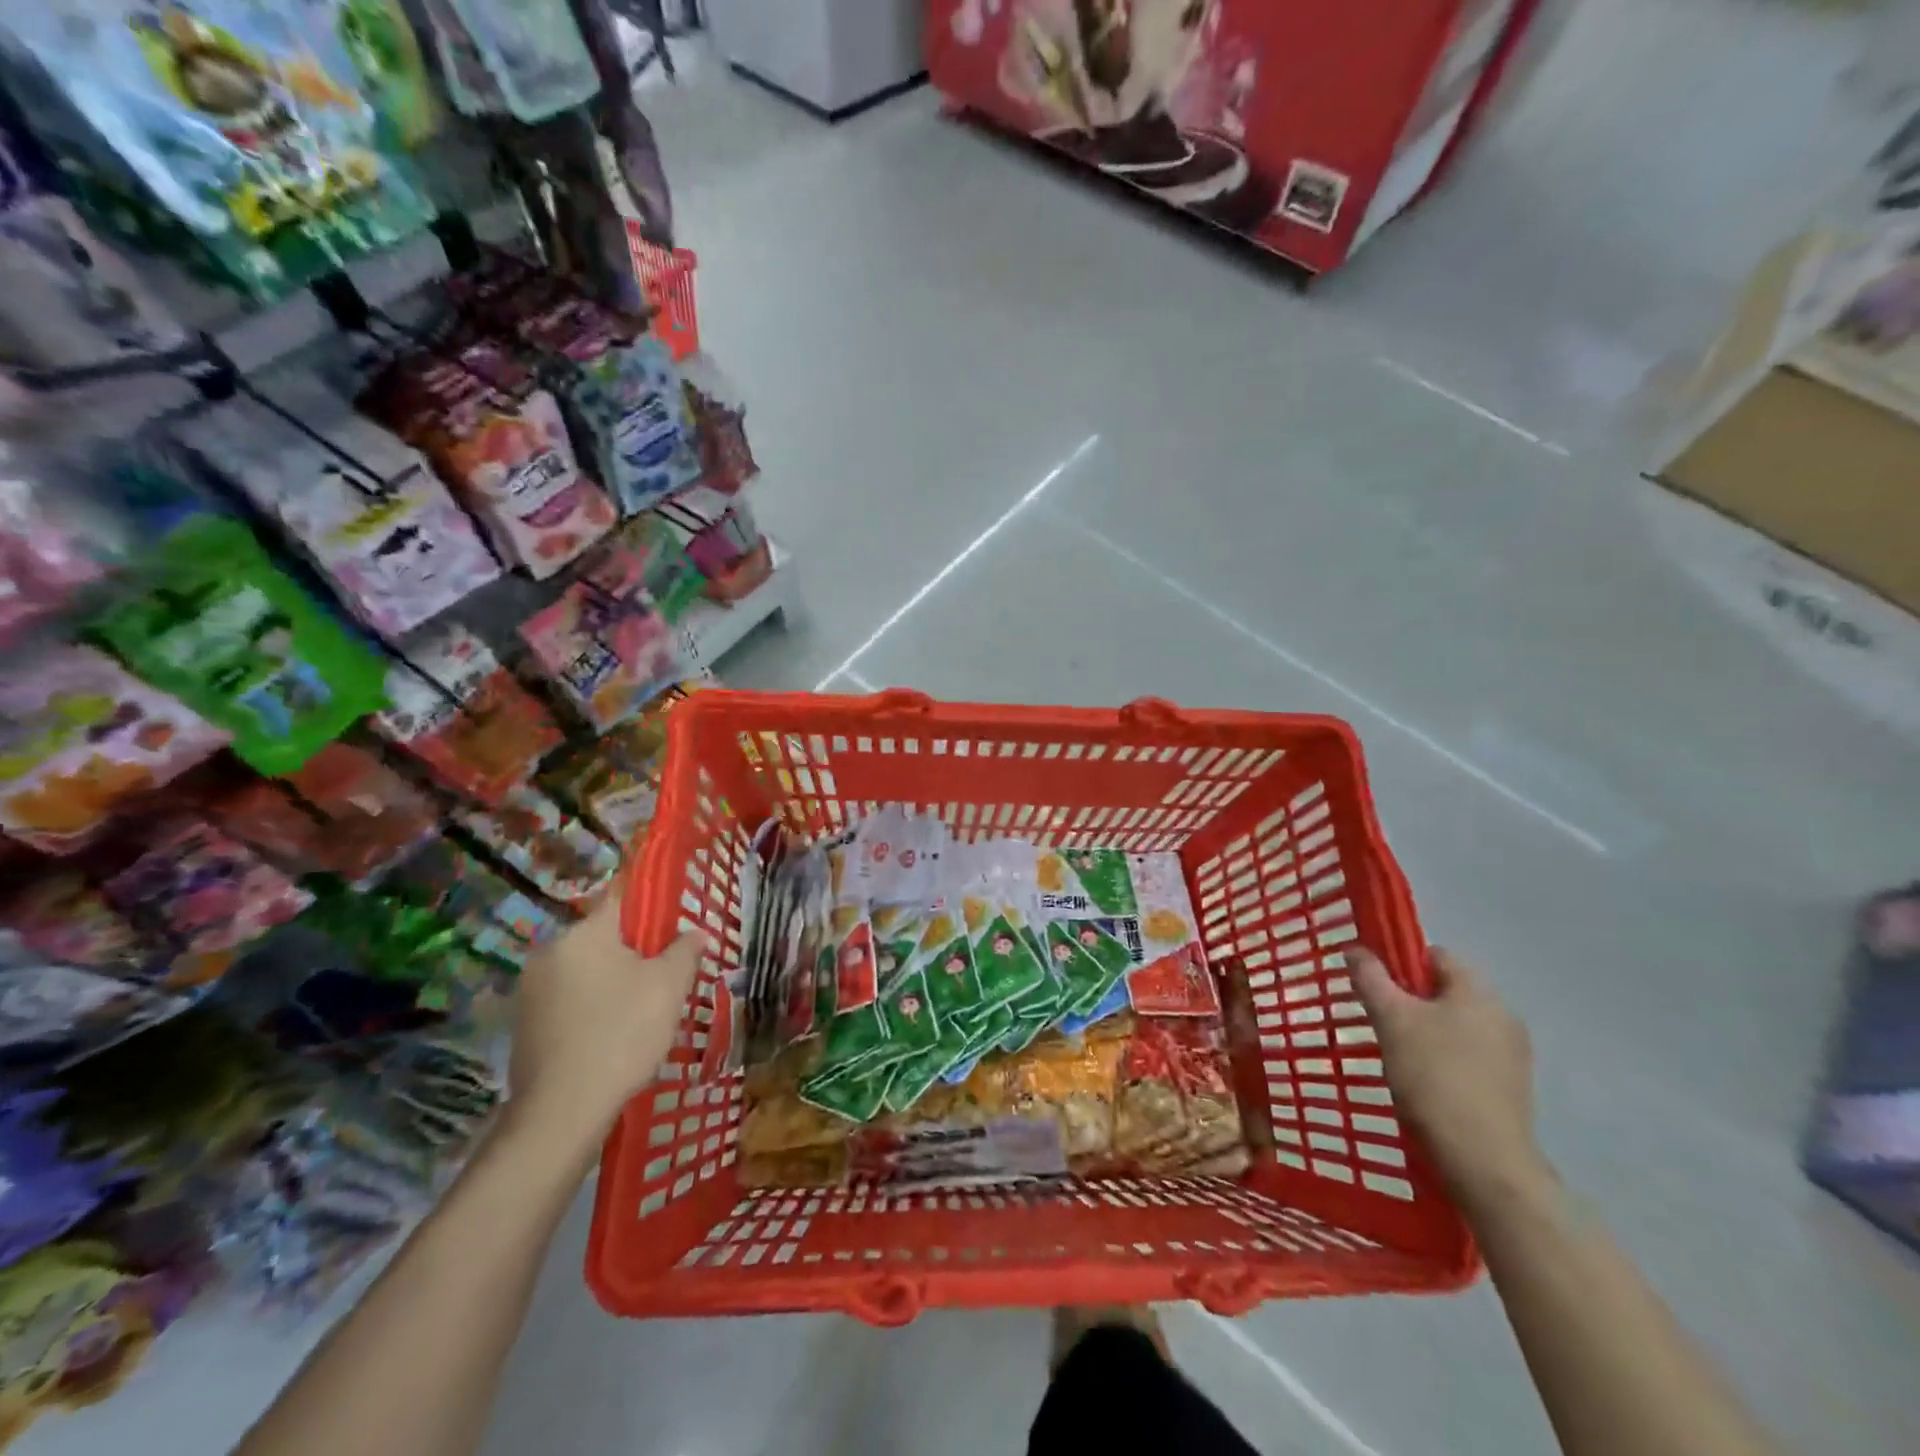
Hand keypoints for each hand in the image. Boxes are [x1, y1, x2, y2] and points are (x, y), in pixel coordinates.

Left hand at [506, 898, 703, 1152]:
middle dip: (635, 952)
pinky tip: (613, 1036)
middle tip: (666, 978)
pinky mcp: (524, 1025)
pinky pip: (570, 1001)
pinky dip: (593, 1008)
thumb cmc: (623, 1033)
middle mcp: (550, 952)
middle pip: (604, 938)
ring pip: (587, 971)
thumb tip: (695, 932)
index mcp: (583, 933)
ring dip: (614, 982)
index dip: (652, 907)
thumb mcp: (670, 987)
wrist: (562, 1112)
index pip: (622, 898)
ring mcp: (530, 991)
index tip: (673, 927)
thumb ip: (685, 950)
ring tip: (643, 1012)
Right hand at [1348, 945, 1548, 1206]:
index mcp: (1478, 993)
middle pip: (1446, 991)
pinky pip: (1470, 1055)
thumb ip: (1371, 978)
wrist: (1482, 1160)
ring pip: (1457, 1024)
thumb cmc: (1433, 1076)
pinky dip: (1444, 1058)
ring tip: (1397, 1053)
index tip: (1373, 984)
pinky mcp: (1512, 1087)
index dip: (1400, 961)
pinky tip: (1424, 1081)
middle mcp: (1502, 1016)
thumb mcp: (1390, 1019)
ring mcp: (1512, 1054)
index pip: (1435, 955)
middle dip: (1410, 1000)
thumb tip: (1356, 948)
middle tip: (1379, 1020)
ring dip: (1427, 1030)